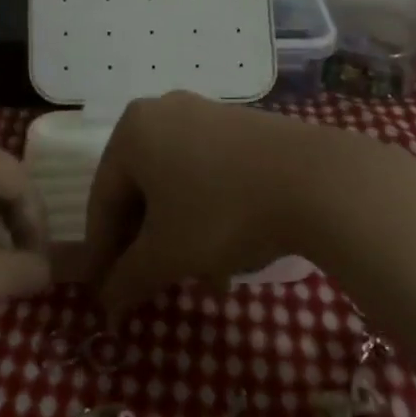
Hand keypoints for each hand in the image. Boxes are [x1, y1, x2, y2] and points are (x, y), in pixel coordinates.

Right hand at [83, 92, 366, 322]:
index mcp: (131, 131)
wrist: (313, 179)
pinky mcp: (238, 126)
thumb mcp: (168, 254)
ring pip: (175, 184)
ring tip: (203, 282)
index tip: (104, 293)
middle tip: (151, 287)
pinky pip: (206, 172)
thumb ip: (129, 278)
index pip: (102, 198)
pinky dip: (207, 213)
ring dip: (179, 235)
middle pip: (139, 189)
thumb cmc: (221, 212)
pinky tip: (229, 255)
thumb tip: (106, 304)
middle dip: (146, 245)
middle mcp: (161, 112)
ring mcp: (203, 114)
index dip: (101, 252)